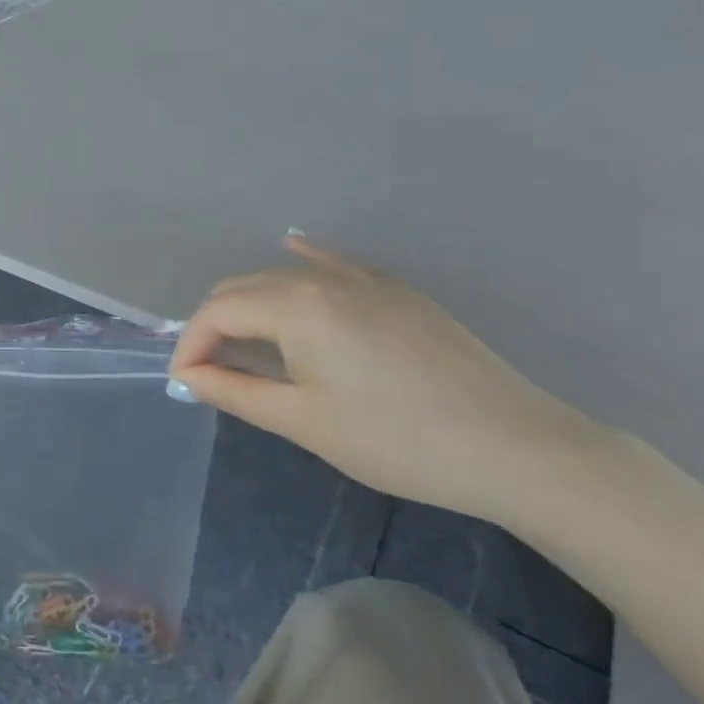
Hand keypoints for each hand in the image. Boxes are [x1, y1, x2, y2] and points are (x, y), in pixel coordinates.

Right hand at [170, 235, 612, 525]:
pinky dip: (301, 266)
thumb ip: (234, 391)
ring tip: (248, 350)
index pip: (216, 312)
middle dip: (215, 326)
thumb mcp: (302, 421)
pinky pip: (332, 266)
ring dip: (251, 308)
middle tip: (213, 372)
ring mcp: (366, 278)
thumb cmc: (396, 441)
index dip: (190, 346)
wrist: (517, 449)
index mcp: (296, 306)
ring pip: (283, 278)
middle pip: (243, 289)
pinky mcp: (397, 291)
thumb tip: (189, 376)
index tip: (187, 383)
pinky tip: (292, 254)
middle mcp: (324, 277)